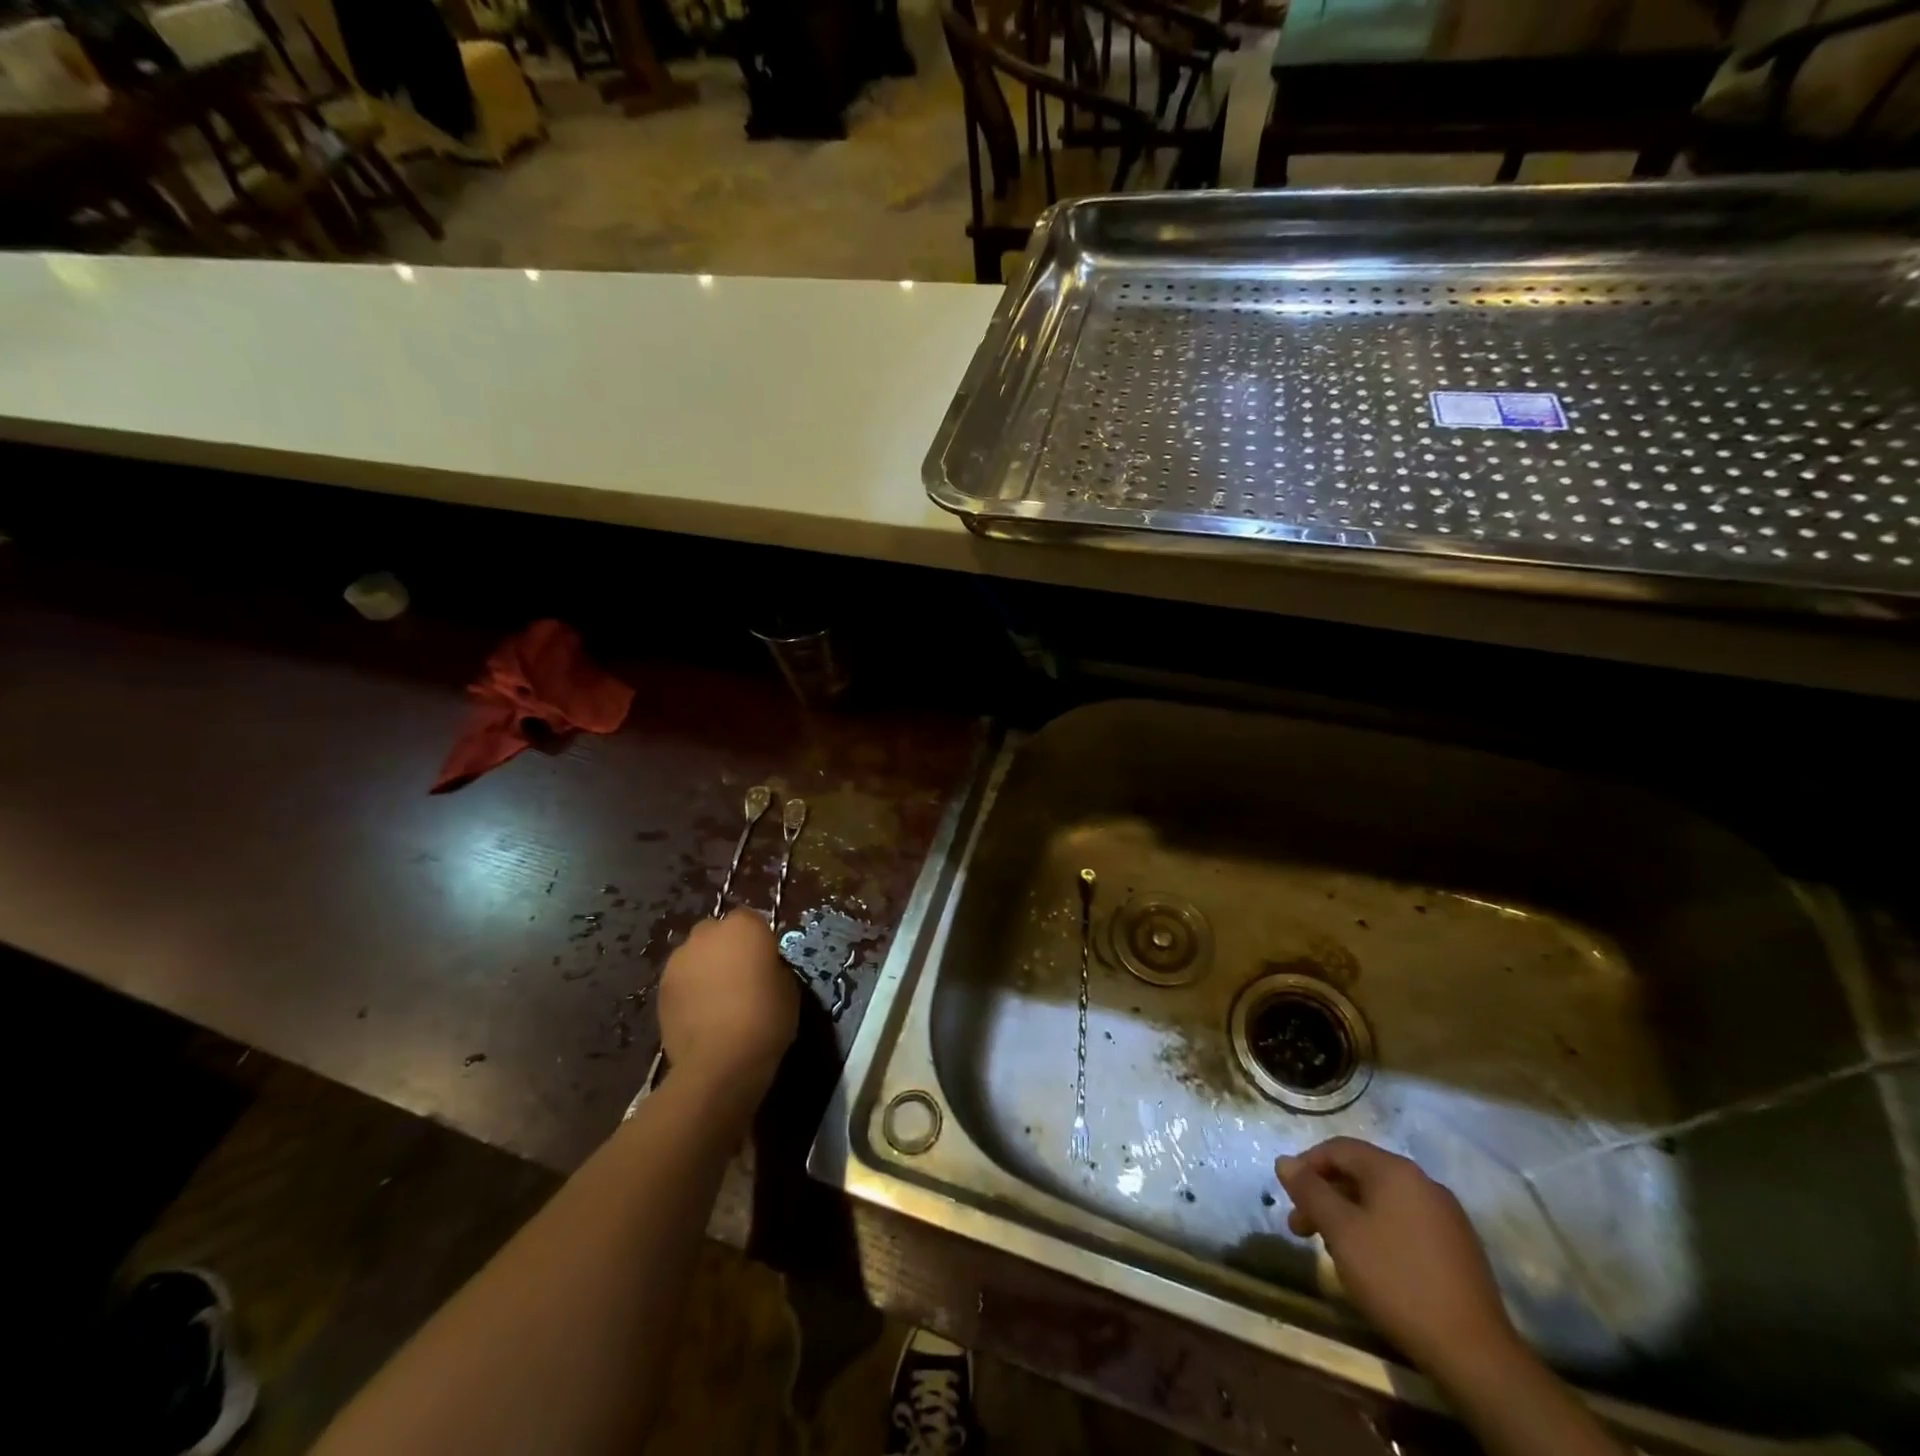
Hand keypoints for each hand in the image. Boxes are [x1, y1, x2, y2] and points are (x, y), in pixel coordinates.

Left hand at [657, 911, 797, 1097]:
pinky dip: (689, 989)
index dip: (757, 939)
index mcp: (743, 927)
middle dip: (726, 948)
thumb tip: (762, 967)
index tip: (764, 960)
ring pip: (695, 955)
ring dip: (705, 967)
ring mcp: (679, 960)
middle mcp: (707, 934)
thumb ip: (772, 966)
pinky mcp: (661, 988)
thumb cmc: (765, 1018)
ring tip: (716, 998)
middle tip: (740, 976)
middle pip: (717, 932)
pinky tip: (700, 1014)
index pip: (751, 919)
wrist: (720, 1061)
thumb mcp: (788, 986)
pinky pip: (681, 980)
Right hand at [1275, 1137, 1520, 1378]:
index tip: (1288, 1196)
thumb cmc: (1395, 1278)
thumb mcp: (1341, 1231)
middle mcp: (1423, 1182)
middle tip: (1301, 1228)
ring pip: (1382, 1201)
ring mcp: (1446, 1216)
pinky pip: (1406, 1223)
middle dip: (1326, 1196)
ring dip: (1349, 1216)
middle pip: (1360, 1174)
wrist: (1474, 1352)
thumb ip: (1310, 1191)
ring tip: (1333, 1250)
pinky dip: (1378, 1231)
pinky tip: (1372, 1264)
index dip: (1306, 1166)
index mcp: (1395, 1170)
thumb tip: (1284, 1161)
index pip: (1338, 1148)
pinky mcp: (1459, 1248)